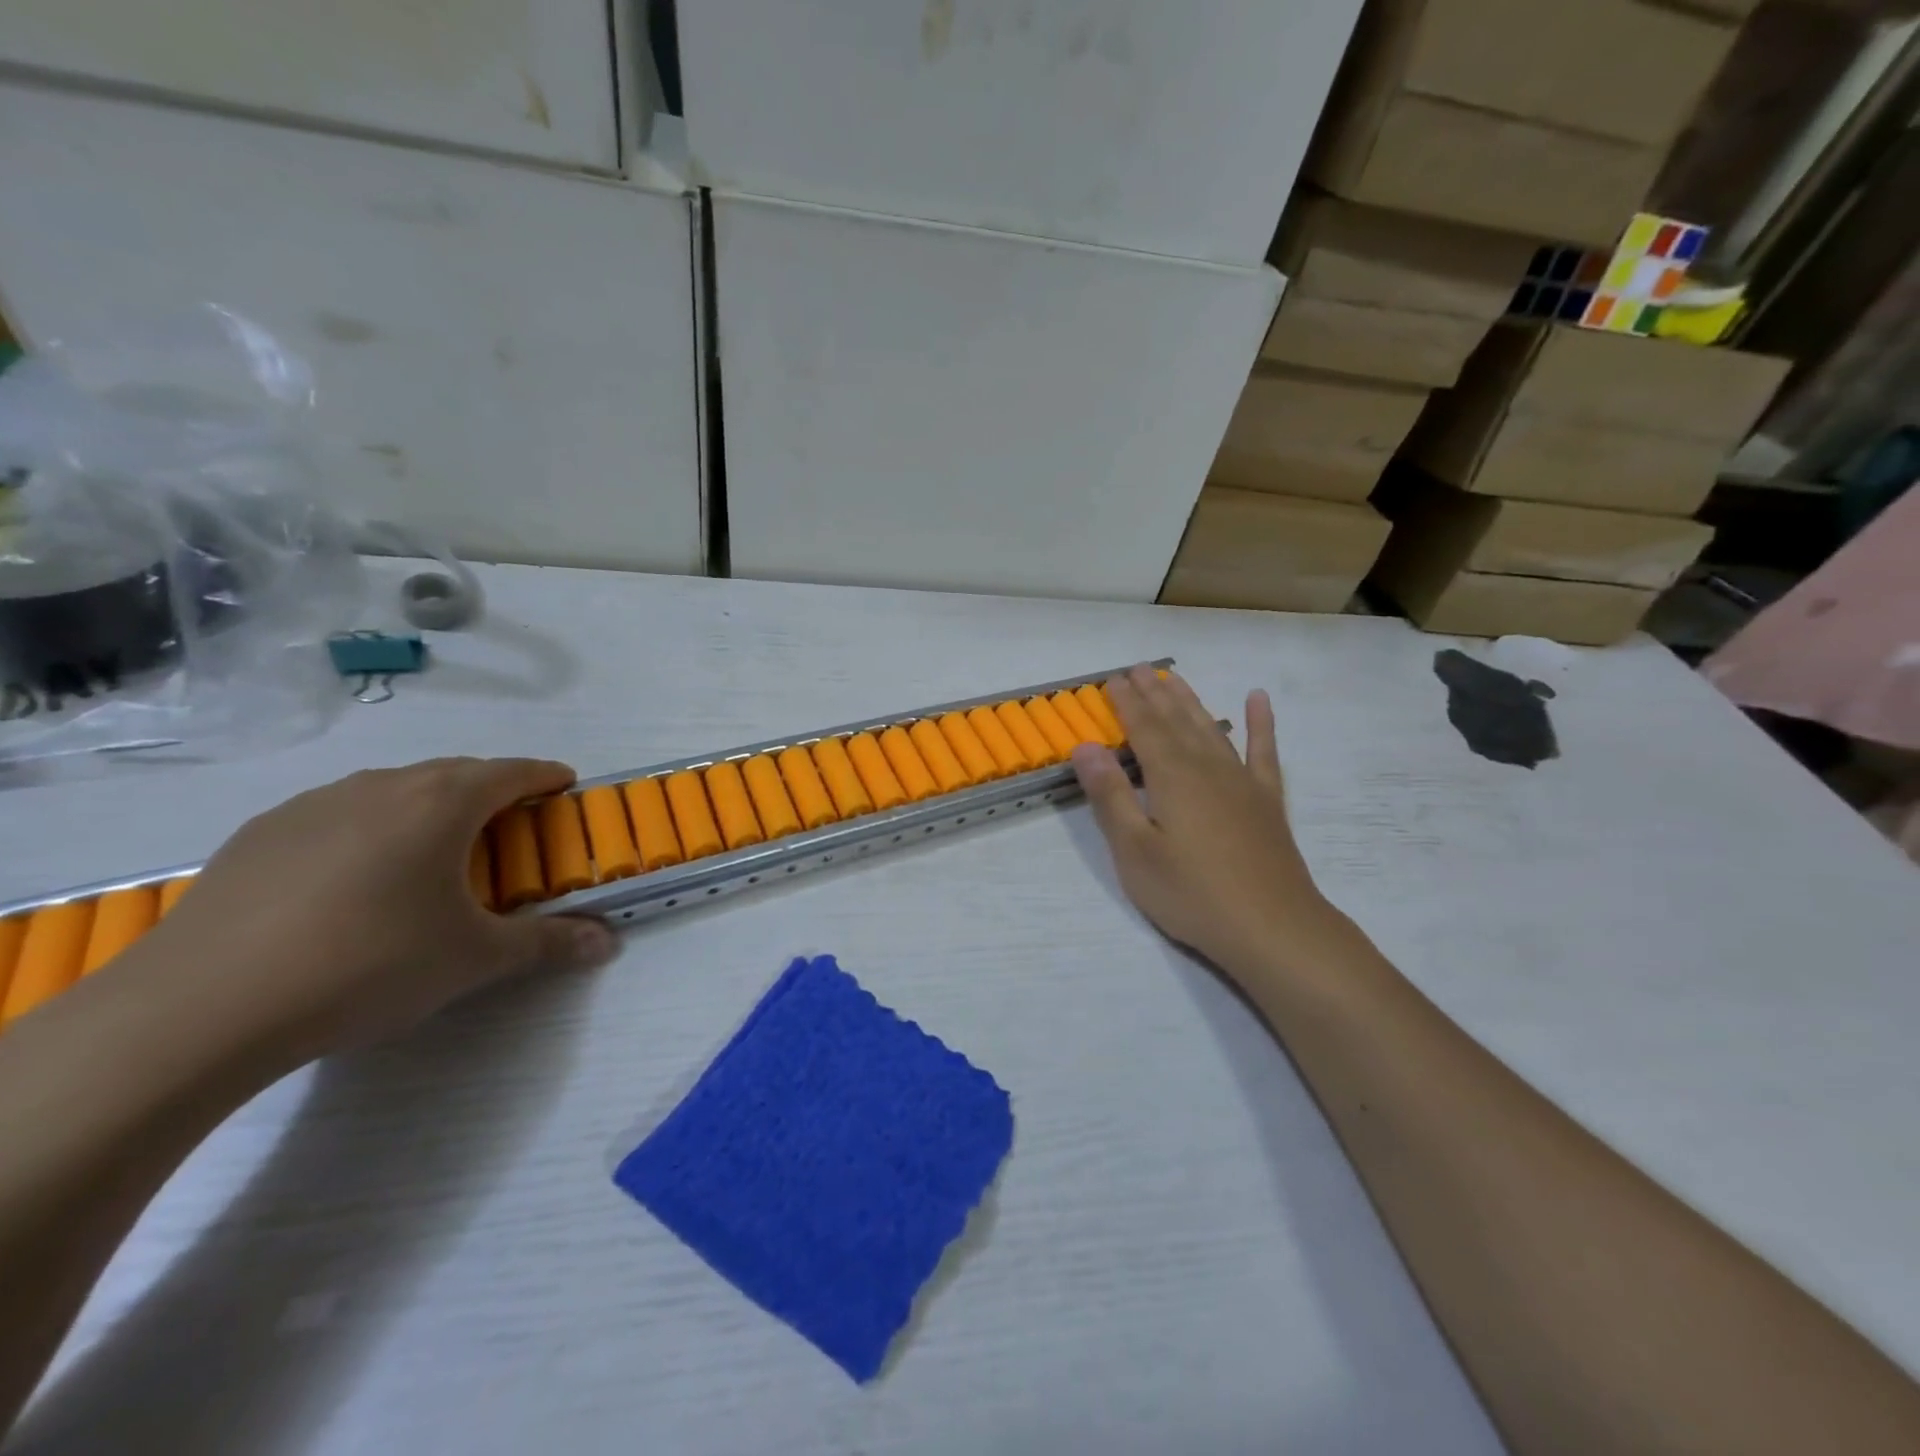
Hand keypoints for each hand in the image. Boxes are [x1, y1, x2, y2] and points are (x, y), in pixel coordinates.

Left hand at [138, 758, 617, 1064]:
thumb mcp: (474, 959)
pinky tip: (355, 874)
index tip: (564, 784)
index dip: (544, 776)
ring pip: (392, 787)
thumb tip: (607, 943)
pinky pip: (337, 811)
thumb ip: (548, 943)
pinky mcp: (259, 834)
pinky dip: (369, 824)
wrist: (202, 1008)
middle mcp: (381, 787)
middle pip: (453, 772)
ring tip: (434, 846)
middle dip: (491, 787)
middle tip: (509, 821)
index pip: (511, 772)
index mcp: (441, 804)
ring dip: (427, 803)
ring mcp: (313, 806)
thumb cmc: (368, 966)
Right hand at [1071, 667, 1348, 979]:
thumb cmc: (1191, 893)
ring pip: (1211, 727)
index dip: (1126, 703)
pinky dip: (1260, 723)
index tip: (1112, 679)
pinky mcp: (1267, 800)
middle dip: (1154, 693)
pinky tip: (1258, 699)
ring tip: (1174, 678)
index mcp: (1172, 776)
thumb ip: (1111, 796)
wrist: (1272, 927)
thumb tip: (1085, 747)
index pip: (1143, 728)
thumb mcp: (1135, 850)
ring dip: (1190, 701)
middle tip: (1138, 669)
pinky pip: (1264, 750)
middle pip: (1176, 721)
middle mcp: (1207, 767)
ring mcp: (1242, 781)